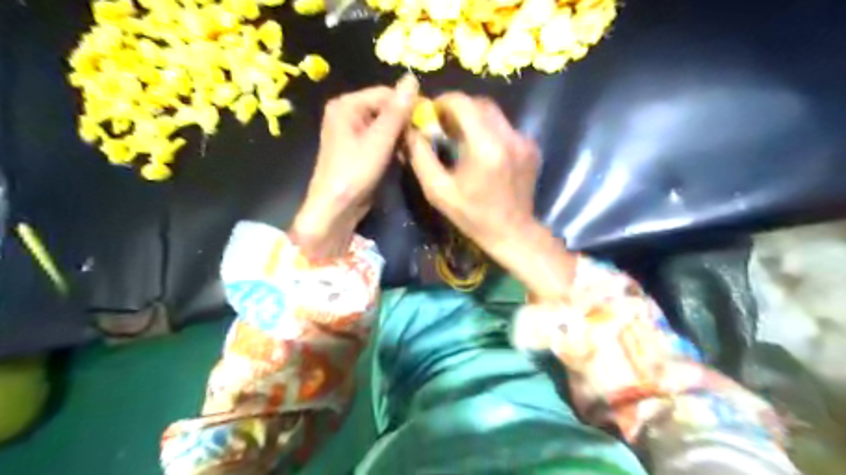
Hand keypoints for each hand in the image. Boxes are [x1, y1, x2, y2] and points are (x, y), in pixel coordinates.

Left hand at [293, 75, 420, 256]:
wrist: (335, 208)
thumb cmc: (354, 172)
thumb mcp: (378, 140)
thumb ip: (396, 111)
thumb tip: (412, 77)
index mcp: (346, 105)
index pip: (385, 94)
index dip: (407, 105)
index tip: (426, 122)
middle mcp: (346, 113)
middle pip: (384, 109)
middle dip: (403, 124)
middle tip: (420, 139)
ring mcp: (351, 132)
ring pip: (384, 126)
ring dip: (400, 137)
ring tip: (412, 150)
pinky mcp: (357, 149)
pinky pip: (379, 139)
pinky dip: (392, 147)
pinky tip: (401, 157)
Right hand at [404, 93, 538, 252]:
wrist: (512, 232)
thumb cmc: (472, 216)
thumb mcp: (438, 191)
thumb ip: (421, 157)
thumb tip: (411, 130)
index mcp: (485, 147)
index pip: (463, 103)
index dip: (443, 102)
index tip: (431, 113)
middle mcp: (509, 137)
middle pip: (480, 104)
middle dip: (459, 109)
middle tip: (444, 125)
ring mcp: (524, 141)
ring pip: (494, 114)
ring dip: (474, 119)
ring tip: (461, 138)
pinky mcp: (531, 147)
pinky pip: (505, 128)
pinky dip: (489, 131)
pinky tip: (482, 152)